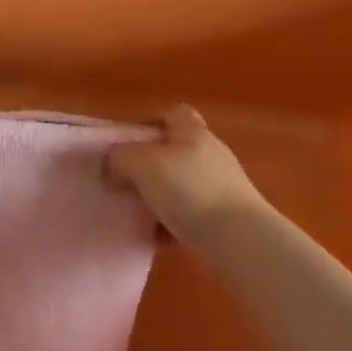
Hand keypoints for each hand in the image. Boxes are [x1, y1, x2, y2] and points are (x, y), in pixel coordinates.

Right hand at [105, 106, 267, 246]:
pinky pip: (191, 214)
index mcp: (192, 132)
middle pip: (174, 152)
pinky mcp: (227, 216)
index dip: (149, 123)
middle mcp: (211, 153)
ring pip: (180, 185)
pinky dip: (172, 224)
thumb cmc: (188, 189)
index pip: (173, 113)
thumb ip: (120, 157)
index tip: (127, 145)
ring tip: (139, 215)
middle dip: (148, 168)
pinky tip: (160, 237)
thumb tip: (114, 167)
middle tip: (126, 183)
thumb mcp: (141, 163)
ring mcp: (222, 185)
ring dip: (158, 198)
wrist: (238, 237)